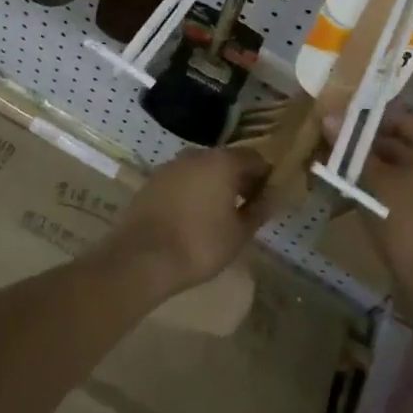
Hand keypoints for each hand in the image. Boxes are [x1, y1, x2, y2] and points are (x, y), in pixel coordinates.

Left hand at [101, 147, 275, 296]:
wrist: (141, 257)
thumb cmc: (199, 245)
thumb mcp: (239, 233)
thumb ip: (258, 210)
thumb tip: (270, 197)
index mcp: (222, 161)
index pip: (255, 159)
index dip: (265, 177)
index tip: (267, 199)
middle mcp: (196, 155)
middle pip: (226, 160)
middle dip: (239, 180)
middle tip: (246, 208)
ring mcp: (170, 166)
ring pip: (202, 169)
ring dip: (214, 185)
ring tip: (219, 215)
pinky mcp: (152, 181)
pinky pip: (182, 180)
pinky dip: (192, 191)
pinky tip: (193, 216)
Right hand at [344, 106, 412, 291]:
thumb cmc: (407, 222)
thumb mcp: (375, 182)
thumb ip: (352, 148)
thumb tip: (329, 116)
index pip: (400, 114)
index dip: (367, 114)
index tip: (337, 117)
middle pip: (399, 138)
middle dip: (364, 140)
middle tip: (329, 139)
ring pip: (398, 163)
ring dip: (368, 162)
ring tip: (332, 161)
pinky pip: (402, 184)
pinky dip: (379, 183)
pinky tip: (349, 187)